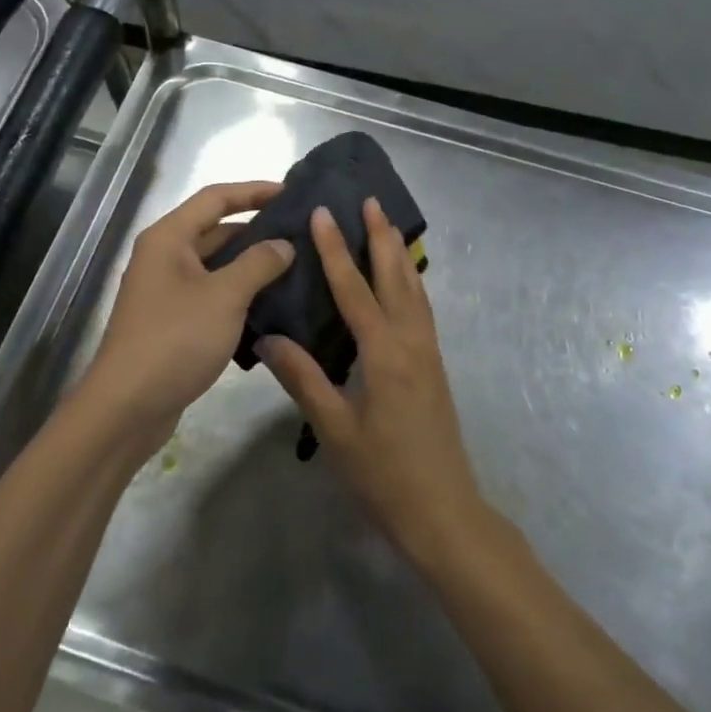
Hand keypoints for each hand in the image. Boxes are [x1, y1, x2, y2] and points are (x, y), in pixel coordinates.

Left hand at [76, 181, 294, 454]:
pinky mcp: (173, 322)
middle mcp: (164, 257)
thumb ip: (259, 263)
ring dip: (252, 266)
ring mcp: (167, 291)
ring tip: (296, 268)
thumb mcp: (225, 296)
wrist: (127, 407)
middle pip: (216, 230)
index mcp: (169, 238)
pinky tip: (273, 305)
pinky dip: (240, 295)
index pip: (216, 198)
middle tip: (302, 235)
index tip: (291, 192)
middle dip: (257, 231)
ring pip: (217, 266)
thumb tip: (284, 244)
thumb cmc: (175, 339)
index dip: (254, 191)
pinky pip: (213, 295)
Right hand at [258, 198, 490, 569]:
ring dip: (399, 254)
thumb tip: (267, 337)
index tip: (323, 213)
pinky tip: (403, 282)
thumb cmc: (384, 473)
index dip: (335, 250)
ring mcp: (428, 353)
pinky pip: (421, 310)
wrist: (443, 511)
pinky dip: (410, 283)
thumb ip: (303, 379)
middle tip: (370, 200)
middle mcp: (411, 342)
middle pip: (396, 276)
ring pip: (414, 290)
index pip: (354, 289)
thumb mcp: (335, 429)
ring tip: (387, 226)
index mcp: (384, 353)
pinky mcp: (434, 366)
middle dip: (381, 236)